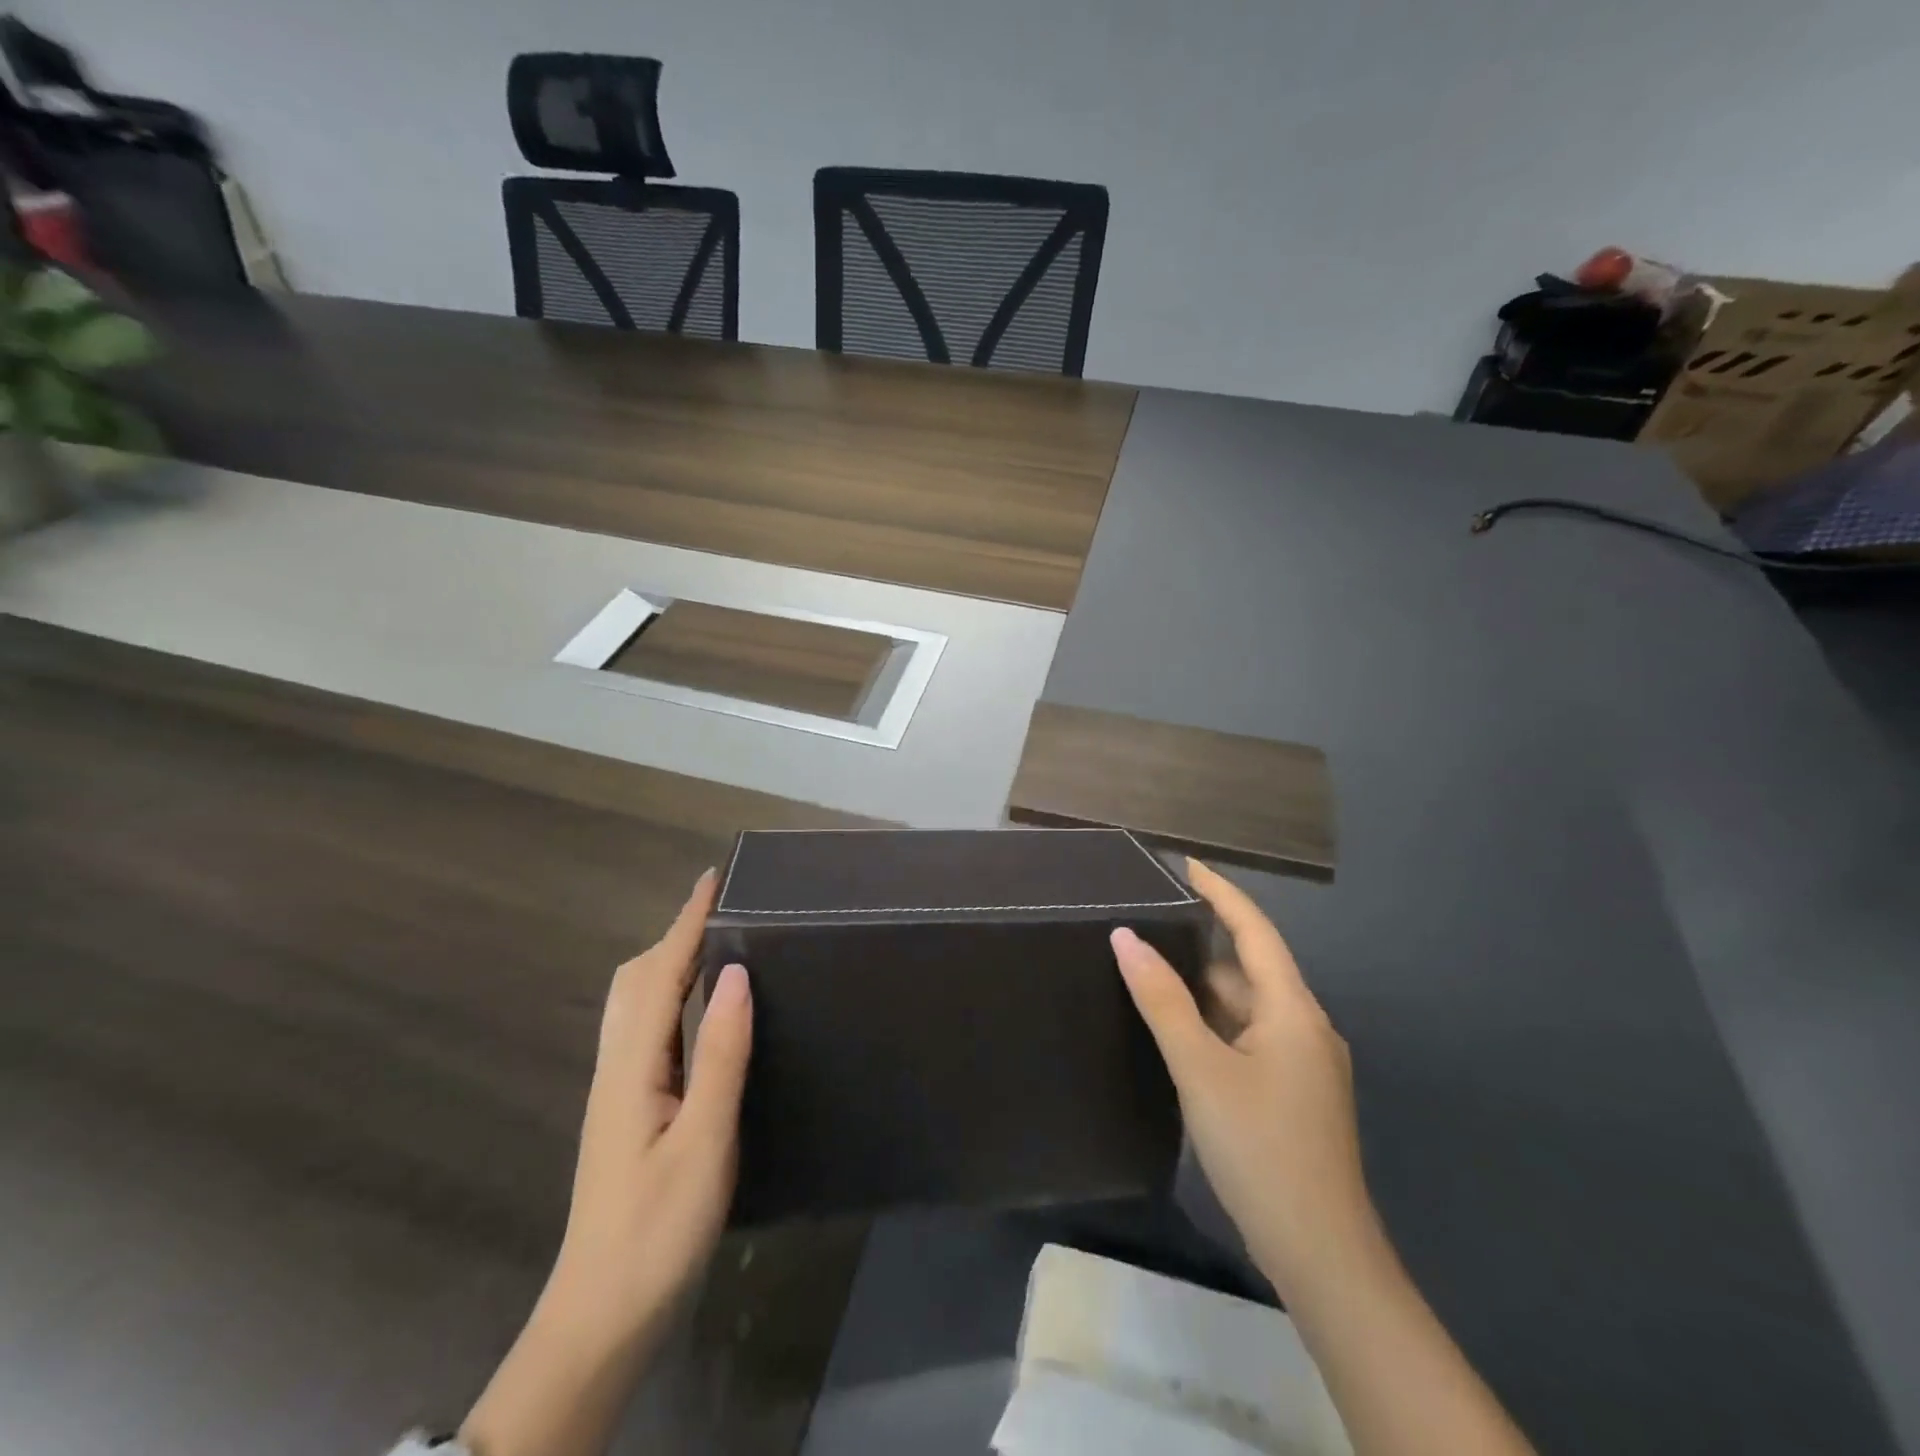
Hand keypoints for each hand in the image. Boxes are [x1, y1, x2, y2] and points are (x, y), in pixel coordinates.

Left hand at [462, 869, 752, 1455]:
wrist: (601, 1316)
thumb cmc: (658, 1231)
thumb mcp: (704, 1141)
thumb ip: (720, 1055)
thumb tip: (735, 975)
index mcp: (633, 1067)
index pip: (661, 974)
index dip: (687, 922)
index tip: (713, 878)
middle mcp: (617, 1067)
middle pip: (636, 981)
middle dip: (674, 934)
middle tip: (721, 909)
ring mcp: (618, 1091)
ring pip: (635, 1004)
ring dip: (668, 962)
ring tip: (712, 945)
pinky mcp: (628, 1111)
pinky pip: (646, 1030)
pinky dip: (669, 996)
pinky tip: (695, 1013)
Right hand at [1111, 859, 1379, 1307]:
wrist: (1322, 1254)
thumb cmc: (1261, 1149)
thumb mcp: (1201, 1069)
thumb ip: (1163, 1001)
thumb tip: (1126, 938)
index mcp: (1293, 1010)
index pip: (1255, 930)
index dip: (1221, 893)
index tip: (1185, 864)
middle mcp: (1305, 1027)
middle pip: (1250, 968)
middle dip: (1203, 943)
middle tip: (1148, 923)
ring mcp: (1303, 1064)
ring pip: (1247, 1007)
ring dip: (1205, 989)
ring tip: (1150, 970)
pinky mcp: (1293, 1093)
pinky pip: (1249, 1037)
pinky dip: (1215, 1024)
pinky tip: (1179, 1031)